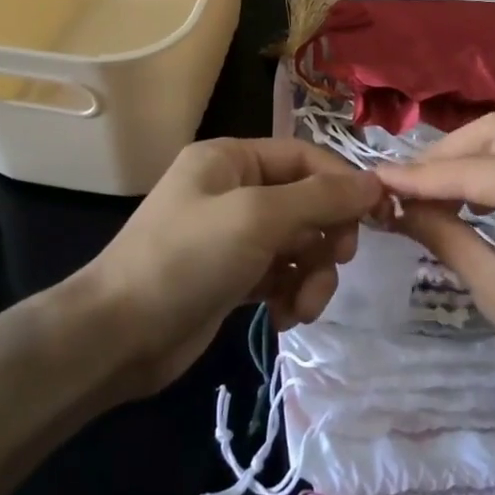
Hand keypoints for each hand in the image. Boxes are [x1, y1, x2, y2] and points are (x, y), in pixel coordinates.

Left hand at [83, 138, 383, 398]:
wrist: (118, 337)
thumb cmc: (188, 259)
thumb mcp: (258, 217)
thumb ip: (321, 198)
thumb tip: (376, 184)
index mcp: (231, 159)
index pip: (305, 157)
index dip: (342, 183)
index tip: (376, 216)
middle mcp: (233, 190)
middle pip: (306, 202)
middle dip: (326, 236)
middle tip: (337, 262)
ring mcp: (232, 237)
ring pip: (298, 244)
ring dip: (312, 275)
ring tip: (304, 306)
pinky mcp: (232, 278)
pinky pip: (281, 276)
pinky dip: (291, 294)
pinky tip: (283, 317)